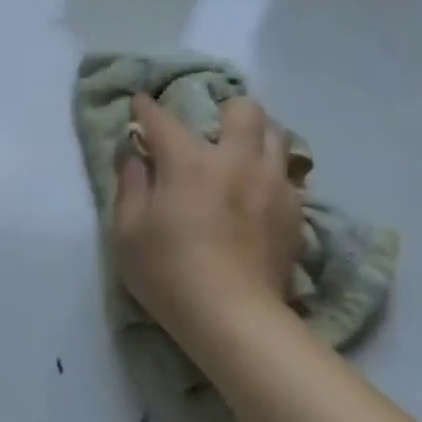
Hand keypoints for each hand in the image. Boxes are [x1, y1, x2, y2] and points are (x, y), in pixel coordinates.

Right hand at [111, 93, 302, 346]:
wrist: (236, 320)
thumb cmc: (171, 274)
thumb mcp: (127, 232)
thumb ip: (129, 184)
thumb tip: (134, 154)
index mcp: (189, 161)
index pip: (164, 119)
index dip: (147, 107)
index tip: (140, 102)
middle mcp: (236, 160)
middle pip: (243, 109)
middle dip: (224, 109)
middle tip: (211, 130)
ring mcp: (271, 183)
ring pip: (276, 134)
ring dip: (256, 135)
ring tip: (242, 154)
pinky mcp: (294, 211)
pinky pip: (287, 173)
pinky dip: (272, 172)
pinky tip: (260, 192)